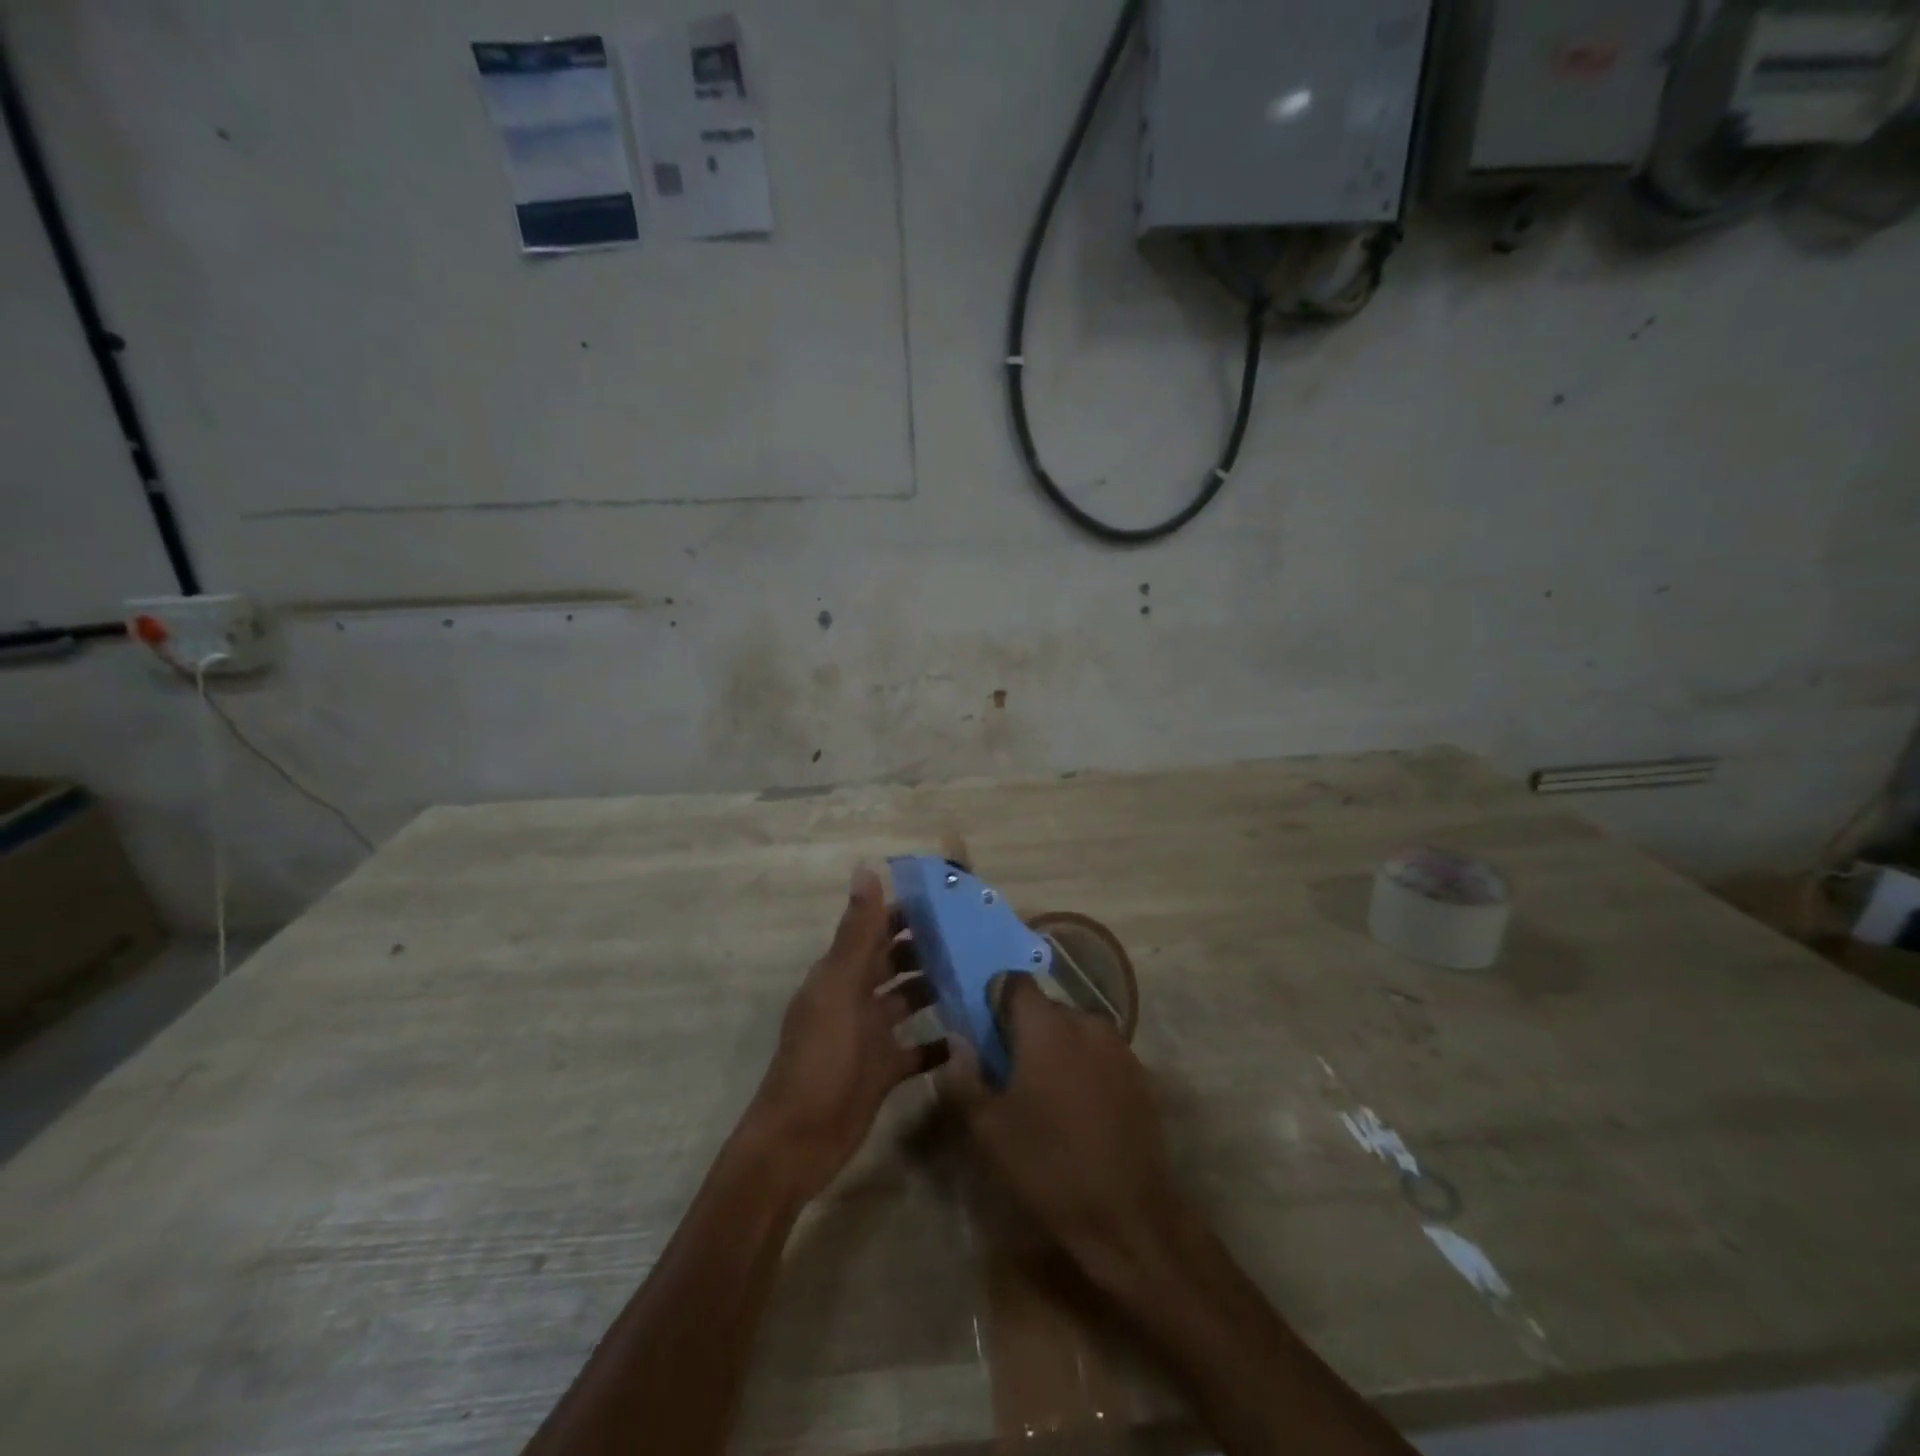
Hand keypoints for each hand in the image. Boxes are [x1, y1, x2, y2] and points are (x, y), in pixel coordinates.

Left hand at [744, 868, 948, 1202]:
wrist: (800, 1141)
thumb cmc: (821, 1058)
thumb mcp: (840, 989)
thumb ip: (857, 933)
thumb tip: (865, 869)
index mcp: (841, 973)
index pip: (877, 929)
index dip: (908, 912)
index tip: (950, 898)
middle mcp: (856, 997)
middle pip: (896, 962)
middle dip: (929, 948)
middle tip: (978, 935)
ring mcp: (870, 1035)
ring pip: (909, 1001)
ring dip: (937, 988)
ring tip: (982, 976)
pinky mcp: (883, 1070)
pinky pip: (916, 1049)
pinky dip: (938, 1042)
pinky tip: (970, 1034)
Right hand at [939, 976, 1184, 1279]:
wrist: (1127, 1216)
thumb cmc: (1048, 1165)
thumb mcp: (988, 1128)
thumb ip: (964, 1076)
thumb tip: (957, 1041)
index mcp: (1047, 1025)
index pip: (1016, 982)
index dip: (996, 998)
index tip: (985, 1029)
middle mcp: (1086, 1022)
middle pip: (1047, 1008)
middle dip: (1026, 1029)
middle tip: (1009, 1069)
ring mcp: (1119, 1047)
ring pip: (1076, 1031)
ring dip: (1057, 1048)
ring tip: (1045, 1093)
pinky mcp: (1141, 1075)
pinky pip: (1101, 1055)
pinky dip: (1085, 1067)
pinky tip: (1078, 1108)